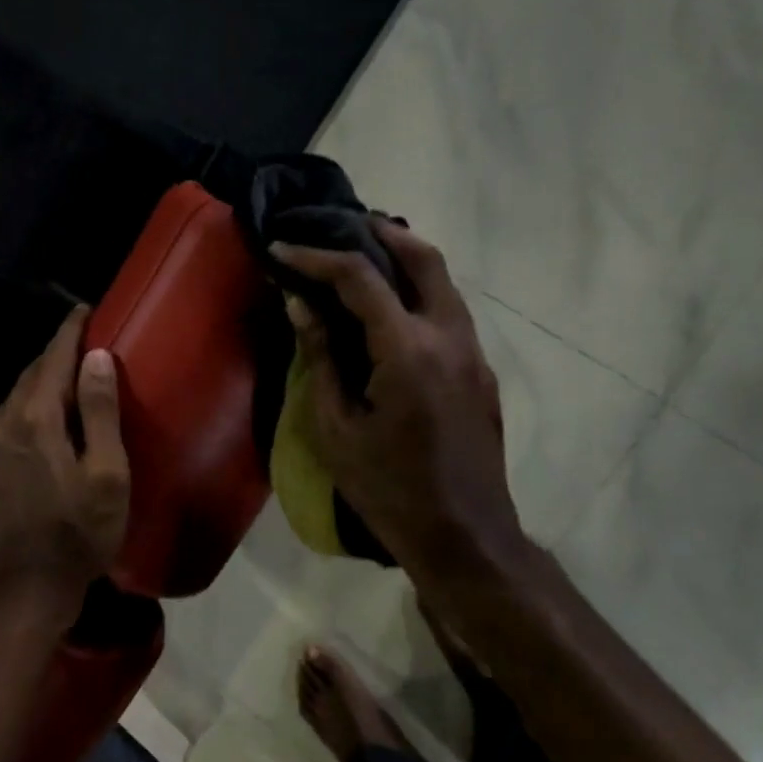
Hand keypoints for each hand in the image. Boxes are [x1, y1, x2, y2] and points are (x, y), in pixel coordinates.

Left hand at [0, 306, 131, 624]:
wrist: (25, 589)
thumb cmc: (79, 533)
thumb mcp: (106, 474)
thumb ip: (99, 412)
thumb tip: (96, 357)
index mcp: (37, 419)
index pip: (54, 359)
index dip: (70, 331)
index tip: (84, 309)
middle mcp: (5, 424)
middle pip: (31, 374)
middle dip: (55, 352)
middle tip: (82, 341)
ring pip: (15, 398)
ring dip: (40, 380)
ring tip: (64, 374)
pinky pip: (6, 421)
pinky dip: (26, 406)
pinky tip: (40, 419)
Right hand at [271, 222, 528, 589]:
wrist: (463, 536)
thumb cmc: (388, 489)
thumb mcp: (336, 429)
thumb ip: (320, 358)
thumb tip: (300, 304)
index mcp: (408, 350)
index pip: (360, 278)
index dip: (316, 256)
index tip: (281, 248)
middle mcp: (450, 337)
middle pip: (424, 258)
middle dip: (381, 232)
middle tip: (340, 225)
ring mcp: (474, 353)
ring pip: (444, 282)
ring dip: (405, 260)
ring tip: (362, 258)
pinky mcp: (481, 372)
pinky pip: (449, 313)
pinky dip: (418, 293)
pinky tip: (389, 312)